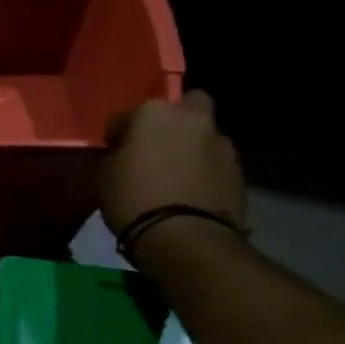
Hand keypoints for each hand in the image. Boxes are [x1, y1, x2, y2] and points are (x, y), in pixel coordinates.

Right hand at [98, 90, 246, 236]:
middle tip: (157, 147)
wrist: (185, 237)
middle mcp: (191, 118)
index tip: (114, 151)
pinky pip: (214, 163)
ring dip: (191, 147)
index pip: (125, 116)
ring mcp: (221, 142)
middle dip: (173, 120)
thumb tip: (126, 154)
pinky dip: (204, 171)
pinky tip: (192, 192)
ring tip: (176, 176)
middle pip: (185, 106)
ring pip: (203, 135)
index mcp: (153, 113)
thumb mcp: (106, 177)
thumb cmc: (134, 201)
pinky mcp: (239, 170)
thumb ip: (117, 156)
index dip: (117, 135)